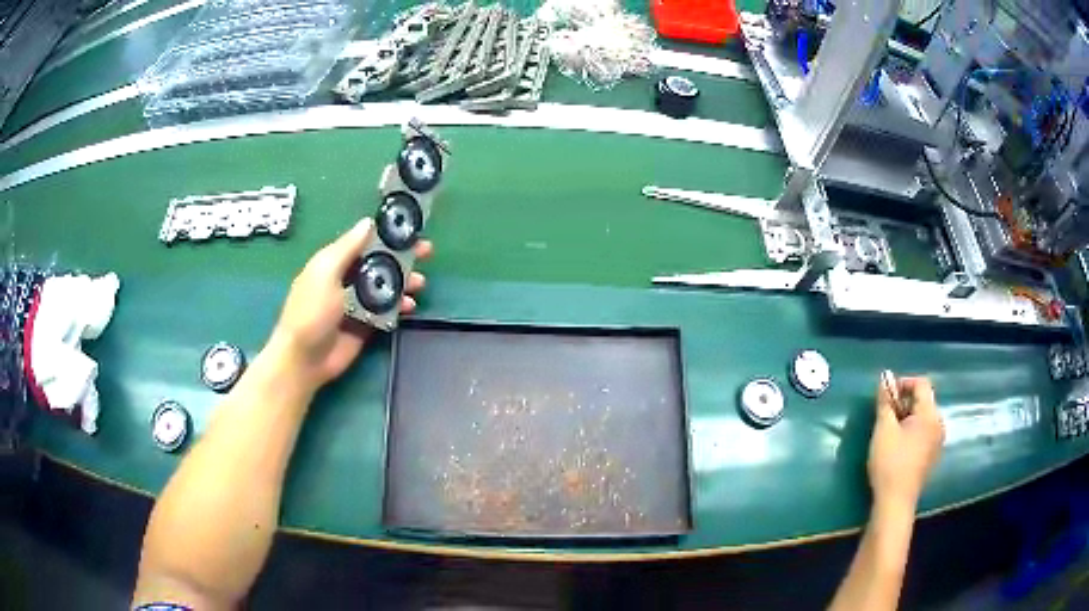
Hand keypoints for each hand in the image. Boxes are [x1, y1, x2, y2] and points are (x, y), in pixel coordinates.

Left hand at [269, 218, 431, 388]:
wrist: (305, 359)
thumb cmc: (311, 311)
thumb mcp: (325, 272)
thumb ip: (347, 247)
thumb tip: (369, 222)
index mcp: (335, 262)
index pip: (365, 241)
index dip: (387, 234)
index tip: (410, 229)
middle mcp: (348, 279)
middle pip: (380, 262)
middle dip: (402, 256)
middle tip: (426, 251)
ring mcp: (358, 303)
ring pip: (387, 286)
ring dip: (405, 281)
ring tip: (420, 283)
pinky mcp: (367, 324)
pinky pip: (388, 310)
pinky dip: (400, 305)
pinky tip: (410, 306)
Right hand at [867, 375, 943, 511]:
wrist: (896, 502)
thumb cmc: (890, 463)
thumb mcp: (883, 429)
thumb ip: (885, 402)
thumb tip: (885, 378)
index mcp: (930, 414)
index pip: (921, 383)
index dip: (903, 383)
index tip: (885, 395)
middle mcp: (939, 424)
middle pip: (923, 400)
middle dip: (904, 402)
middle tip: (884, 415)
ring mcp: (937, 442)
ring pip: (923, 418)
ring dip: (906, 417)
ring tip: (889, 431)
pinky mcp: (932, 456)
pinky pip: (924, 433)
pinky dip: (911, 431)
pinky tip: (897, 446)